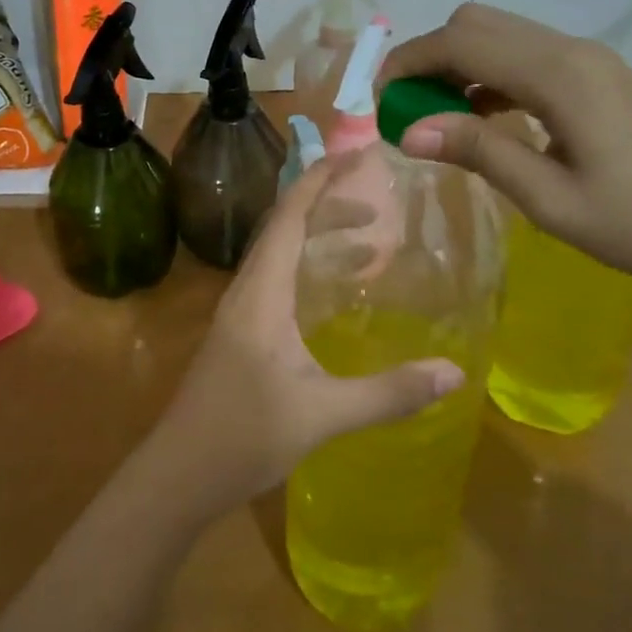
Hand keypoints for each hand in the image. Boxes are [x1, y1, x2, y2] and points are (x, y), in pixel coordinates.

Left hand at [145, 163, 464, 516]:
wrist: (177, 475)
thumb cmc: (243, 437)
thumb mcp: (322, 415)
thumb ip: (388, 393)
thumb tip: (454, 372)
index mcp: (261, 292)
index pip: (290, 216)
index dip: (321, 180)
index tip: (357, 156)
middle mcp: (247, 290)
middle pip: (286, 227)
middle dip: (329, 207)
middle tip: (379, 210)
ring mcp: (239, 312)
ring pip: (281, 255)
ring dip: (320, 240)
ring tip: (370, 246)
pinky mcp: (240, 333)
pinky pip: (277, 280)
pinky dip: (308, 270)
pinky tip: (333, 296)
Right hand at [380, 3, 631, 314]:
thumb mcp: (551, 200)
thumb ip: (479, 152)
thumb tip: (408, 128)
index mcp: (558, 75)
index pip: (460, 41)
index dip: (407, 62)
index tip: (375, 100)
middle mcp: (571, 50)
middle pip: (477, 23)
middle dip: (429, 57)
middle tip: (406, 110)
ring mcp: (590, 60)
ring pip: (501, 36)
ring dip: (458, 65)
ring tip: (436, 119)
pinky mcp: (600, 78)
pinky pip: (527, 57)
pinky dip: (490, 76)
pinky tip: (484, 120)